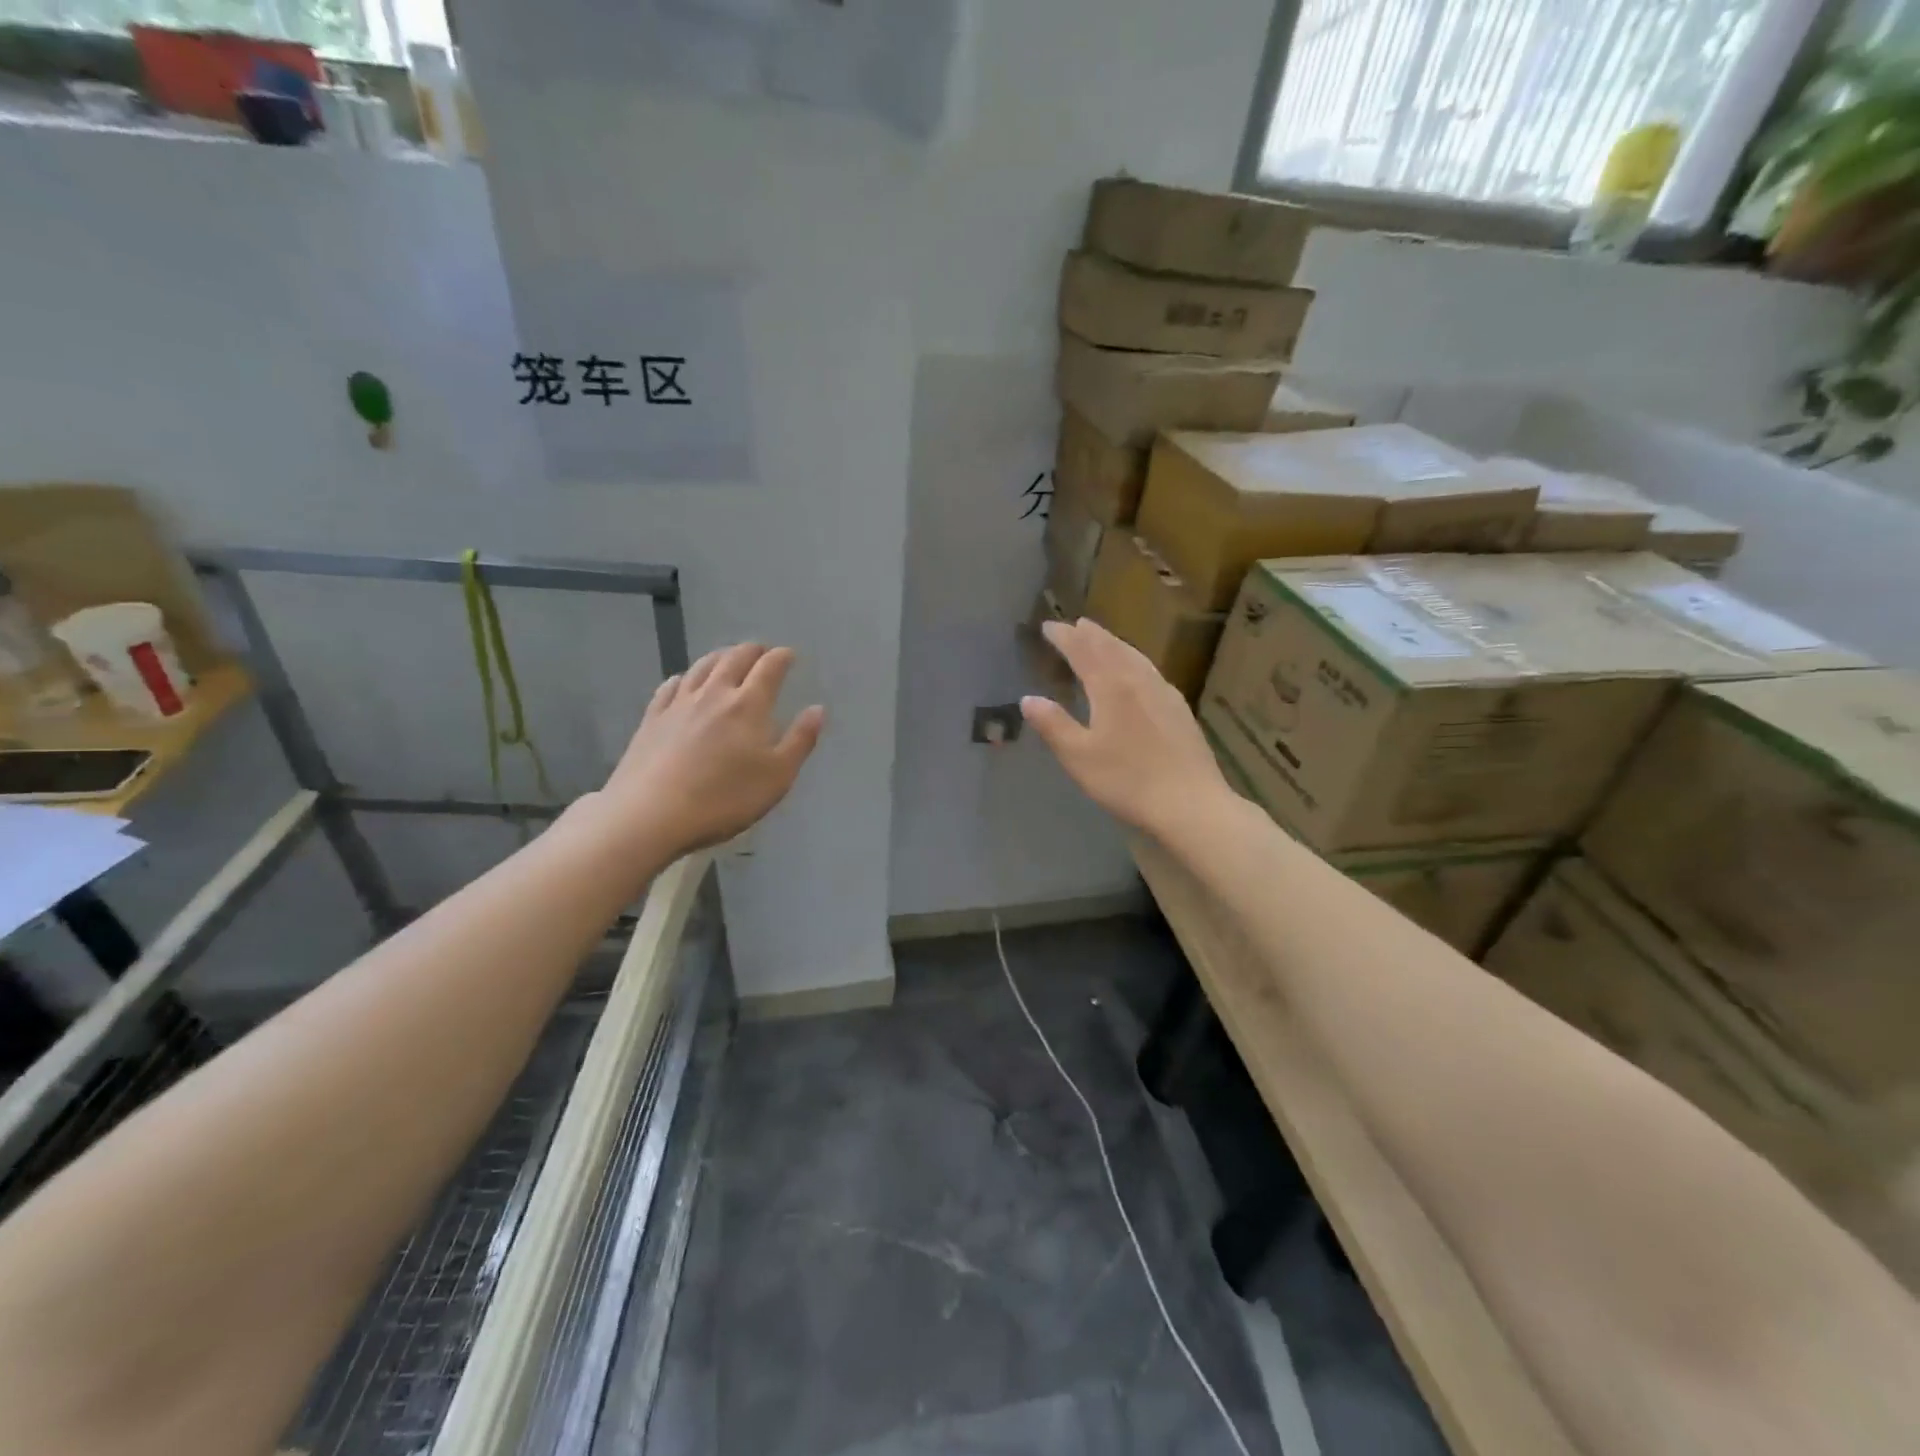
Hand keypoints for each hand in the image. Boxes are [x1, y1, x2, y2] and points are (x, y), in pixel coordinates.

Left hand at [595, 643, 825, 856]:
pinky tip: (684, 681)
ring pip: (702, 667)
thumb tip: (817, 709)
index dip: (782, 657)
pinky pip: (670, 686)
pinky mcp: (652, 718)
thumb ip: (800, 740)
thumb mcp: (777, 776)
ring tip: (729, 658)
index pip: (769, 668)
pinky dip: (684, 677)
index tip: (790, 656)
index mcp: (749, 705)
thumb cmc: (724, 798)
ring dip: (720, 657)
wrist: (650, 814)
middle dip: (752, 651)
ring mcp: (679, 704)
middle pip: (734, 658)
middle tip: (762, 653)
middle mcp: (714, 694)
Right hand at [1021, 618, 1228, 839]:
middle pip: (1112, 648)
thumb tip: (1028, 699)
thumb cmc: (1127, 780)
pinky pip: (1151, 671)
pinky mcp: (1179, 709)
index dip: (1065, 638)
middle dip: (1091, 635)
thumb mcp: (1078, 756)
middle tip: (1076, 624)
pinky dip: (1135, 660)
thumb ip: (1053, 725)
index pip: (1083, 652)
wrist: (1190, 803)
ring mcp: (1164, 693)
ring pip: (1135, 657)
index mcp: (1111, 687)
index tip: (1049, 626)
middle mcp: (1138, 681)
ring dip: (1115, 643)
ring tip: (1103, 638)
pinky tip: (1139, 671)